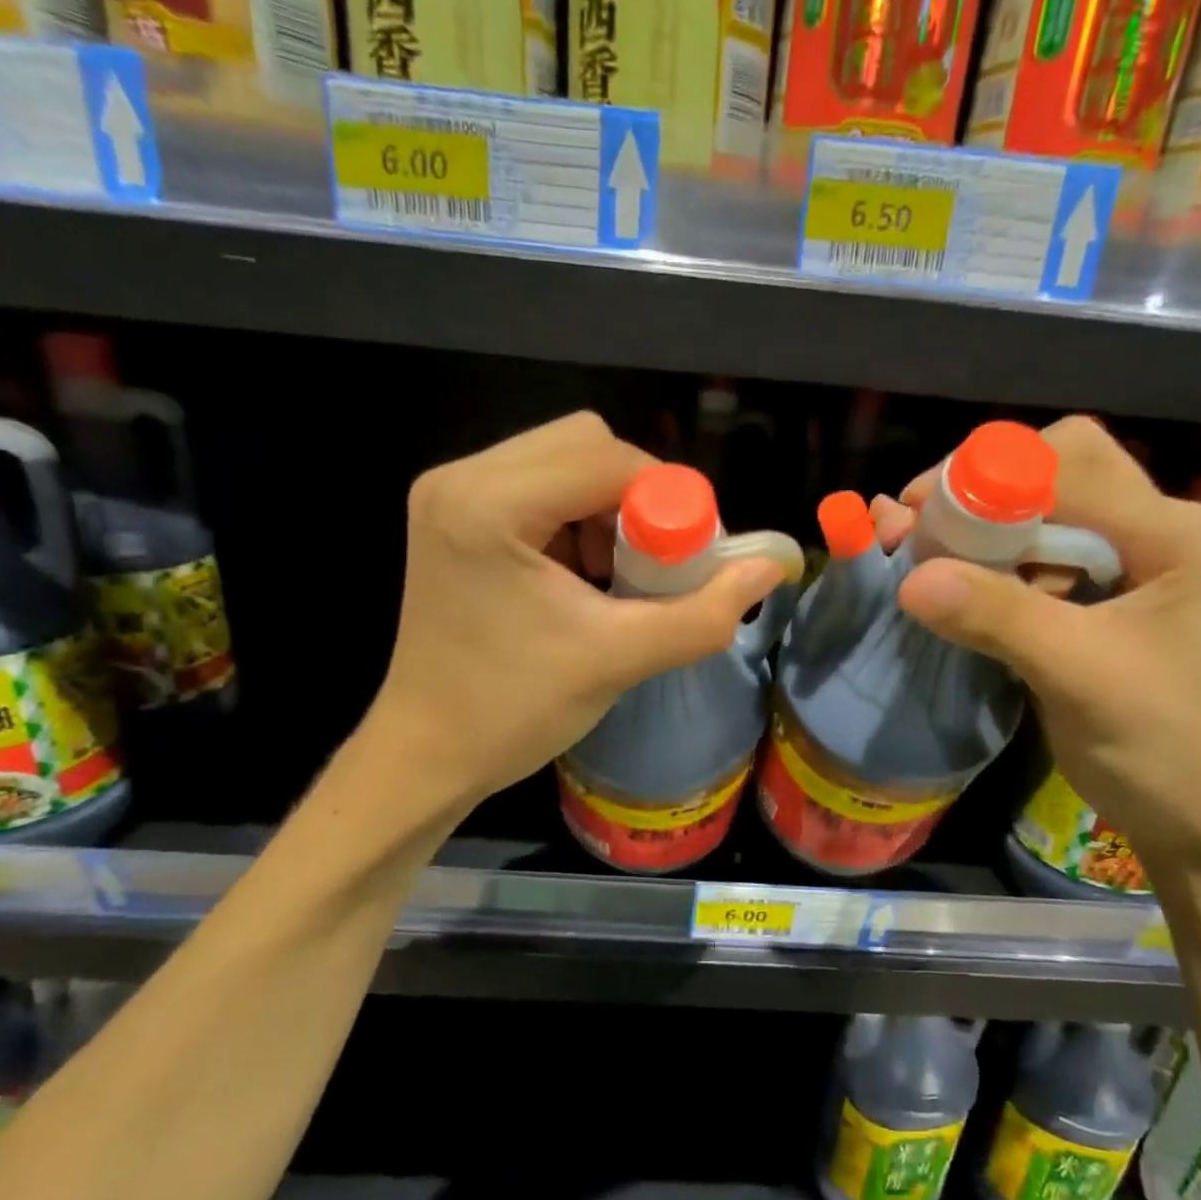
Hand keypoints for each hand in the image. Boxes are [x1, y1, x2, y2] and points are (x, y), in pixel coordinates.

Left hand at [372, 412, 787, 798]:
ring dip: (608, 512)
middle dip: (637, 501)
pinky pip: (539, 489)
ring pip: (564, 462)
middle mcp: (461, 479)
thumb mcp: (617, 661)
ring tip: (617, 579)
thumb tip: (772, 567)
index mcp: (489, 503)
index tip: (691, 560)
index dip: (668, 502)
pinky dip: (578, 523)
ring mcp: (451, 496)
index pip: (608, 458)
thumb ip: (702, 613)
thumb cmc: (513, 711)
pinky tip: (583, 578)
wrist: (427, 755)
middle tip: (655, 566)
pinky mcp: (456, 518)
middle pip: (586, 444)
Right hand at [875, 416, 1200, 861]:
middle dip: (980, 497)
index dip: (986, 477)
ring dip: (980, 535)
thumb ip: (998, 617)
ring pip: (1040, 517)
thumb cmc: (1163, 745)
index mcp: (1172, 532)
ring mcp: (1129, 565)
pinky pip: (1037, 561)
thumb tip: (908, 579)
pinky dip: (992, 569)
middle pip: (1053, 473)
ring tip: (929, 568)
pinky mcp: (1102, 600)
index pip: (1069, 461)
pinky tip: (962, 596)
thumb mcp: (1079, 675)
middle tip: (921, 536)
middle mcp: (1155, 531)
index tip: (918, 516)